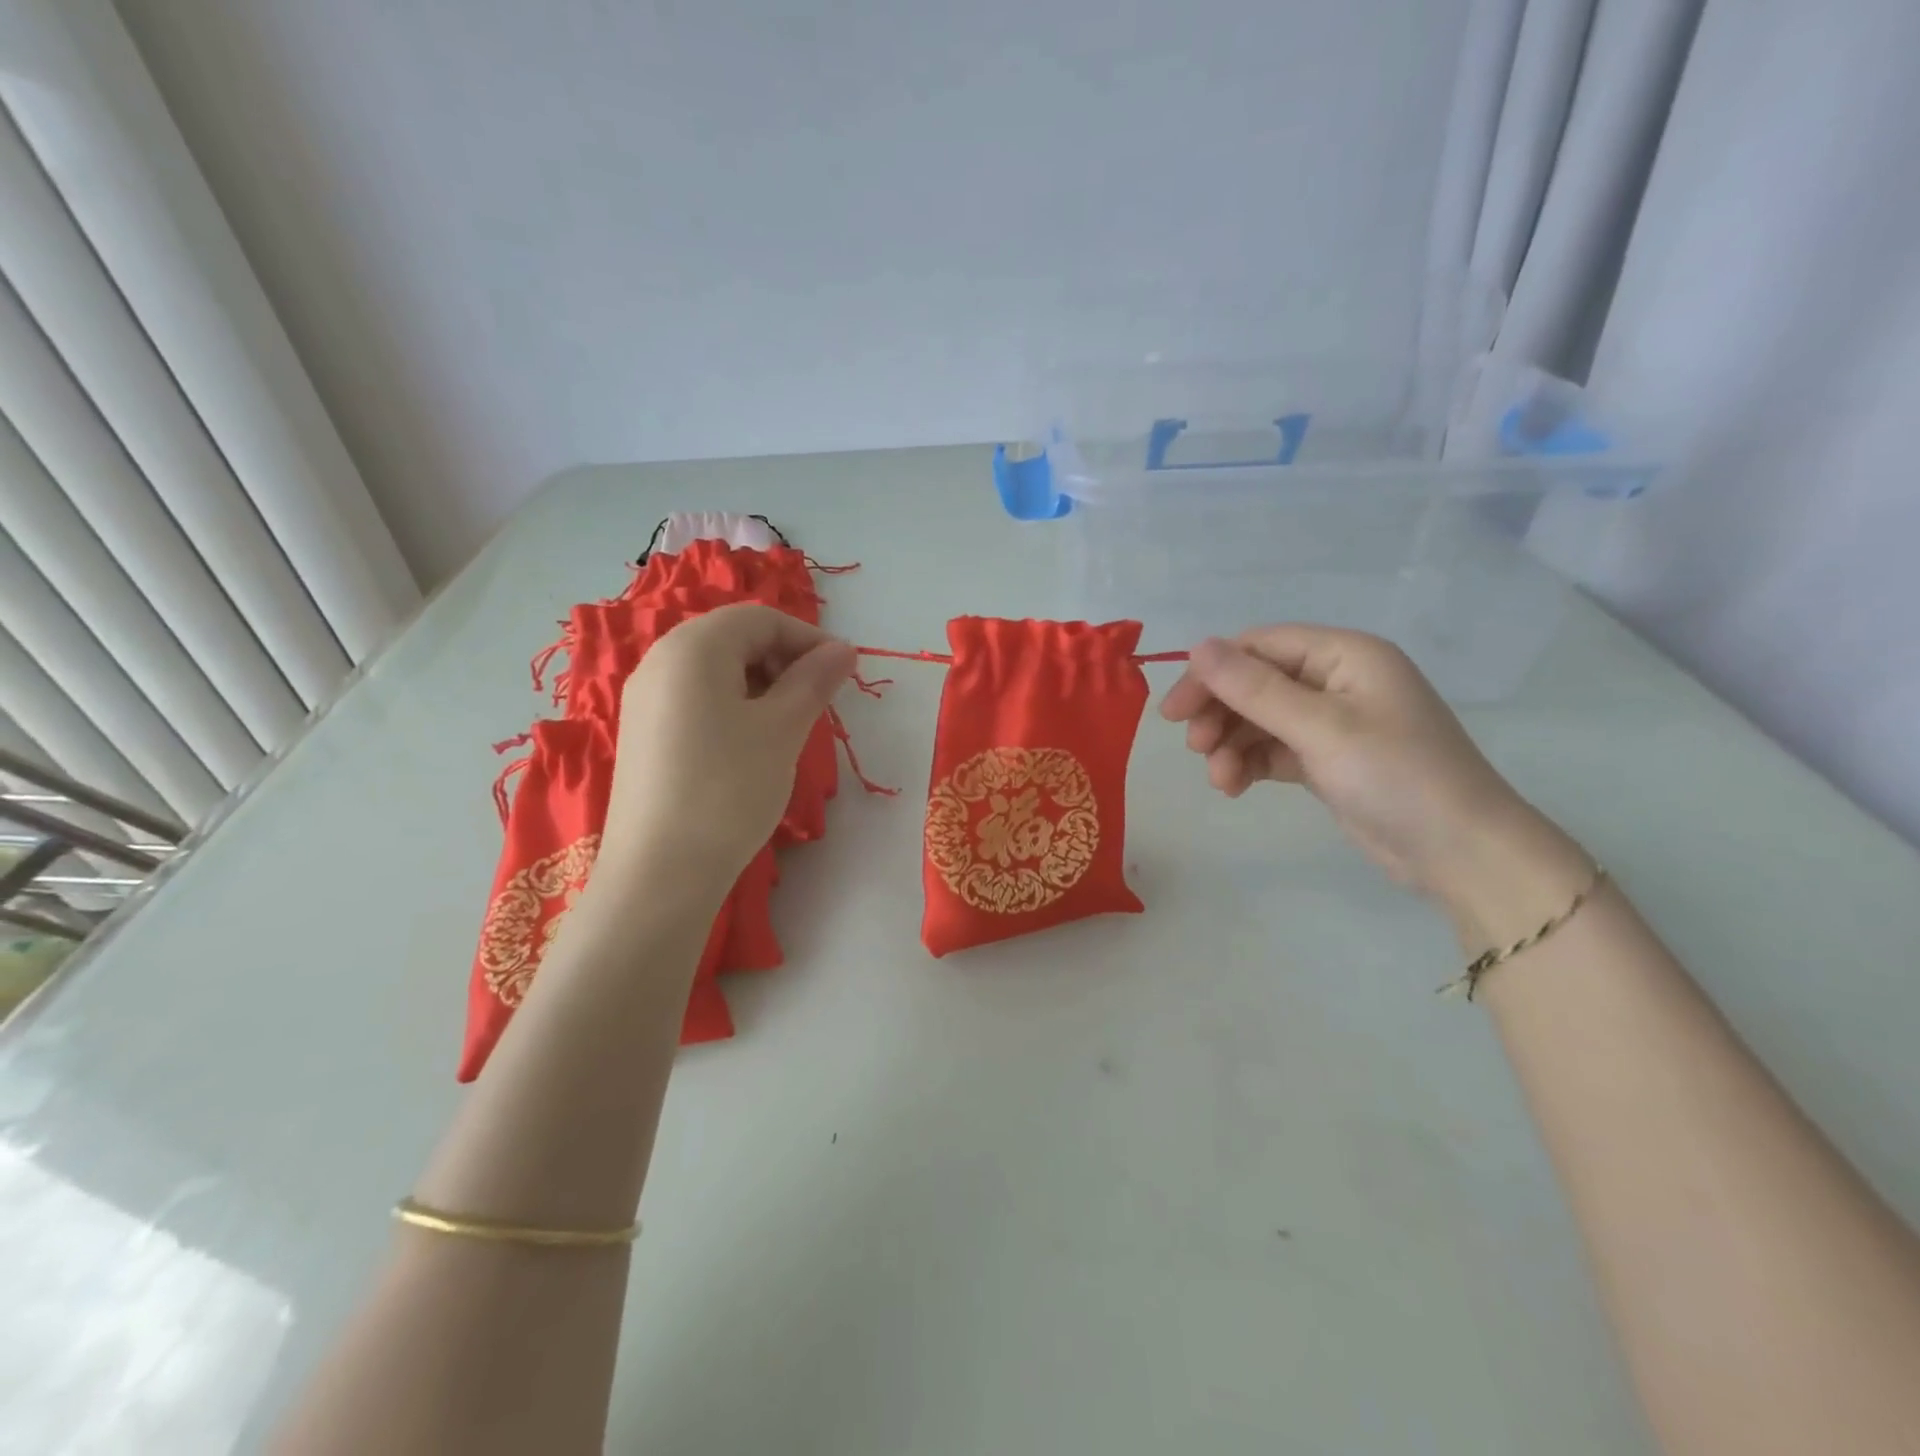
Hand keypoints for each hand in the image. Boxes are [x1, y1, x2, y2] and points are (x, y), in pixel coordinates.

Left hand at [596, 603, 855, 896]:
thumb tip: (843, 649)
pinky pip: (695, 699)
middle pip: (734, 638)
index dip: (808, 638)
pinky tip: (750, 746)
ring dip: (761, 685)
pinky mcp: (643, 734)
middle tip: (816, 701)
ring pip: (715, 671)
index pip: (760, 618)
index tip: (842, 673)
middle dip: (784, 660)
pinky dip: (733, 707)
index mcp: (693, 648)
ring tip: (788, 726)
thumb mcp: (782, 729)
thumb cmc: (728, 788)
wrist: (661, 872)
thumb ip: (814, 680)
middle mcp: (660, 661)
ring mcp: (645, 699)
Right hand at [1159, 625, 1588, 941]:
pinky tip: (1235, 786)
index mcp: (1345, 655)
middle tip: (1194, 749)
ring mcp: (1333, 722)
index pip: (1260, 646)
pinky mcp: (1327, 759)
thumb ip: (1255, 689)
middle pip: (1256, 683)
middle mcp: (1337, 680)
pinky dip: (1249, 763)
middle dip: (1220, 713)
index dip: (1212, 673)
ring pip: (1259, 719)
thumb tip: (1197, 647)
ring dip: (1231, 744)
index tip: (1175, 712)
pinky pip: (1273, 749)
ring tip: (1220, 780)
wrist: (1460, 853)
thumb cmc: (1395, 776)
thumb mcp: (1320, 728)